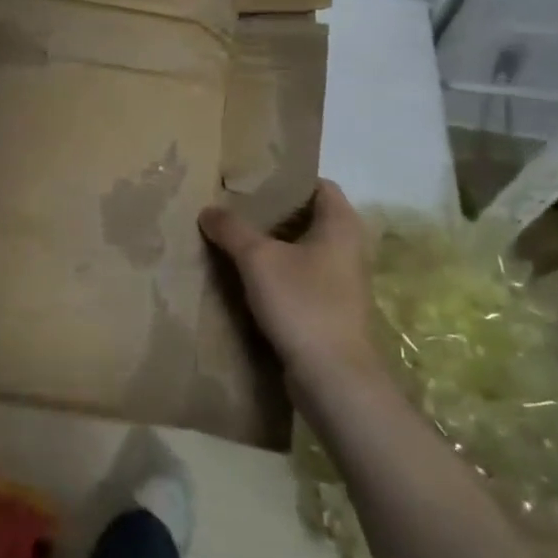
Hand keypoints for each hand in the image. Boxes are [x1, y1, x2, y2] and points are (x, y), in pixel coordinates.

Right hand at [198, 180, 380, 382]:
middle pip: (308, 217)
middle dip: (273, 212)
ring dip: (272, 245)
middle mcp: (348, 248)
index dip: (287, 179)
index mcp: (341, 225)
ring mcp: (342, 281)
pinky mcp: (331, 309)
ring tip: (233, 239)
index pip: (318, 185)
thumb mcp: (257, 259)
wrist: (333, 377)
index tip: (252, 180)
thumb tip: (209, 210)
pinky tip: (247, 277)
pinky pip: (301, 277)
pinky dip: (277, 272)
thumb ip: (231, 229)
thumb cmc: (302, 303)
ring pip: (303, 249)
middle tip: (234, 207)